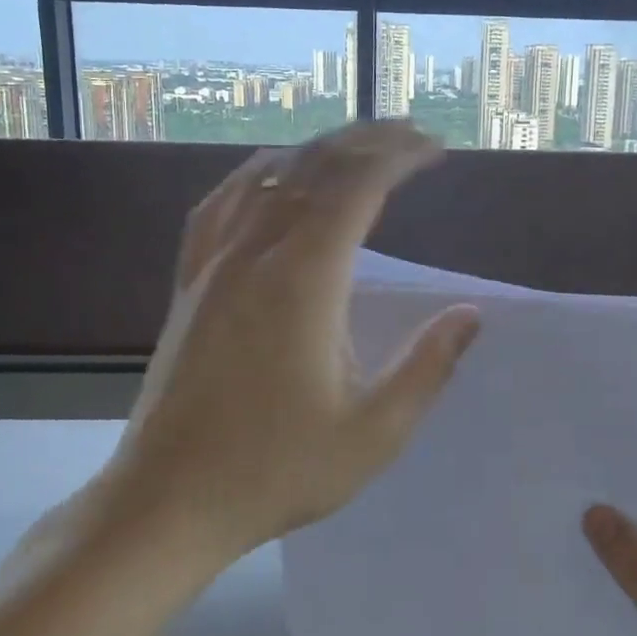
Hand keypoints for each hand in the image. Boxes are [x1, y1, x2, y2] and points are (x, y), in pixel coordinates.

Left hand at [108, 122, 481, 556]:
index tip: (435, 149)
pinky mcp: (189, 283)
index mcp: (304, 281)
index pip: (357, 188)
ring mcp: (213, 264)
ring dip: (318, 152)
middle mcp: (255, 254)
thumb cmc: (275, 471)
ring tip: (357, 145)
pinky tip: (269, 174)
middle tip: (410, 134)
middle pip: (315, 169)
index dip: (400, 156)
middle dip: (367, 142)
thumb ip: (428, 367)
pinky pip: (220, 205)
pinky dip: (255, 175)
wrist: (166, 501)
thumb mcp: (374, 433)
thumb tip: (470, 315)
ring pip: (268, 178)